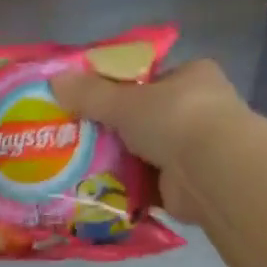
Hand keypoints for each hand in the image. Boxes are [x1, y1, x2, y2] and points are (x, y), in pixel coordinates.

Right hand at [51, 59, 251, 224]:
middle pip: (144, 117)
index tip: (87, 100)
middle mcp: (198, 110)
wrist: (212, 172)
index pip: (149, 78)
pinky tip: (96, 190)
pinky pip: (147, 183)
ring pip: (144, 151)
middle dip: (114, 129)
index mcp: (191, 76)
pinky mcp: (186, 184)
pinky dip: (126, 187)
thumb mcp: (125, 101)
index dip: (118, 88)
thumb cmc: (174, 119)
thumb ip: (90, 93)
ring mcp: (195, 149)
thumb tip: (55, 80)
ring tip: (77, 165)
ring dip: (118, 160)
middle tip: (75, 136)